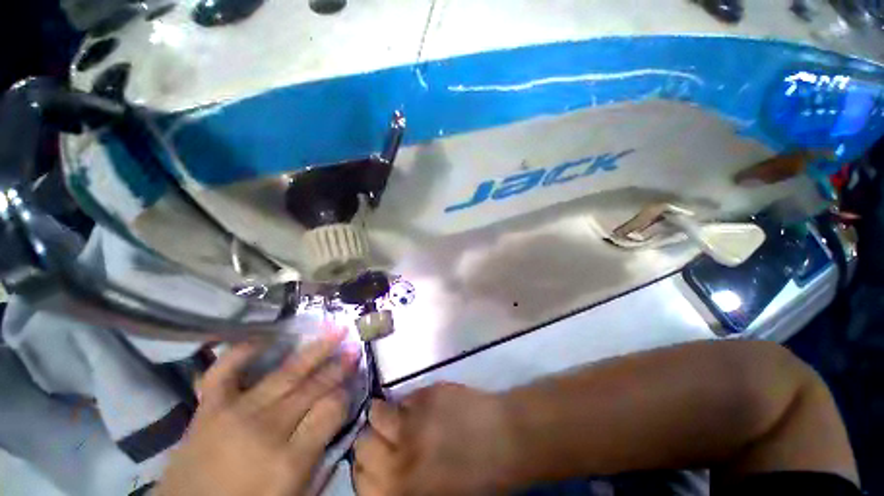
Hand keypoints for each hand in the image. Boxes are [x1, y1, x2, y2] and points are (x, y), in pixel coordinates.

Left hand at [156, 331, 359, 495]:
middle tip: (354, 346)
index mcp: (289, 461)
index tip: (351, 387)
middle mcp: (266, 430)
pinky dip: (243, 351)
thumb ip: (320, 456)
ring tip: (335, 328)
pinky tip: (264, 338)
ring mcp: (234, 414)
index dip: (345, 395)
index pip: (332, 410)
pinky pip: (224, 370)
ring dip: (314, 349)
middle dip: (338, 365)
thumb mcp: (297, 494)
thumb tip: (338, 419)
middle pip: (312, 387)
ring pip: (284, 373)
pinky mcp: (207, 408)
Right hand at [353, 383, 515, 495]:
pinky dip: (408, 402)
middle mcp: (399, 460)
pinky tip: (425, 406)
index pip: (360, 479)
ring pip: (376, 412)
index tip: (376, 460)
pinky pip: (404, 397)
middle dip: (371, 440)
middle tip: (387, 437)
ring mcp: (412, 422)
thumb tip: (380, 471)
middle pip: (361, 444)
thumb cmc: (478, 478)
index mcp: (401, 493)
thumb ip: (400, 487)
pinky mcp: (426, 394)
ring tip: (401, 416)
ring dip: (384, 414)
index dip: (365, 468)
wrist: (508, 439)